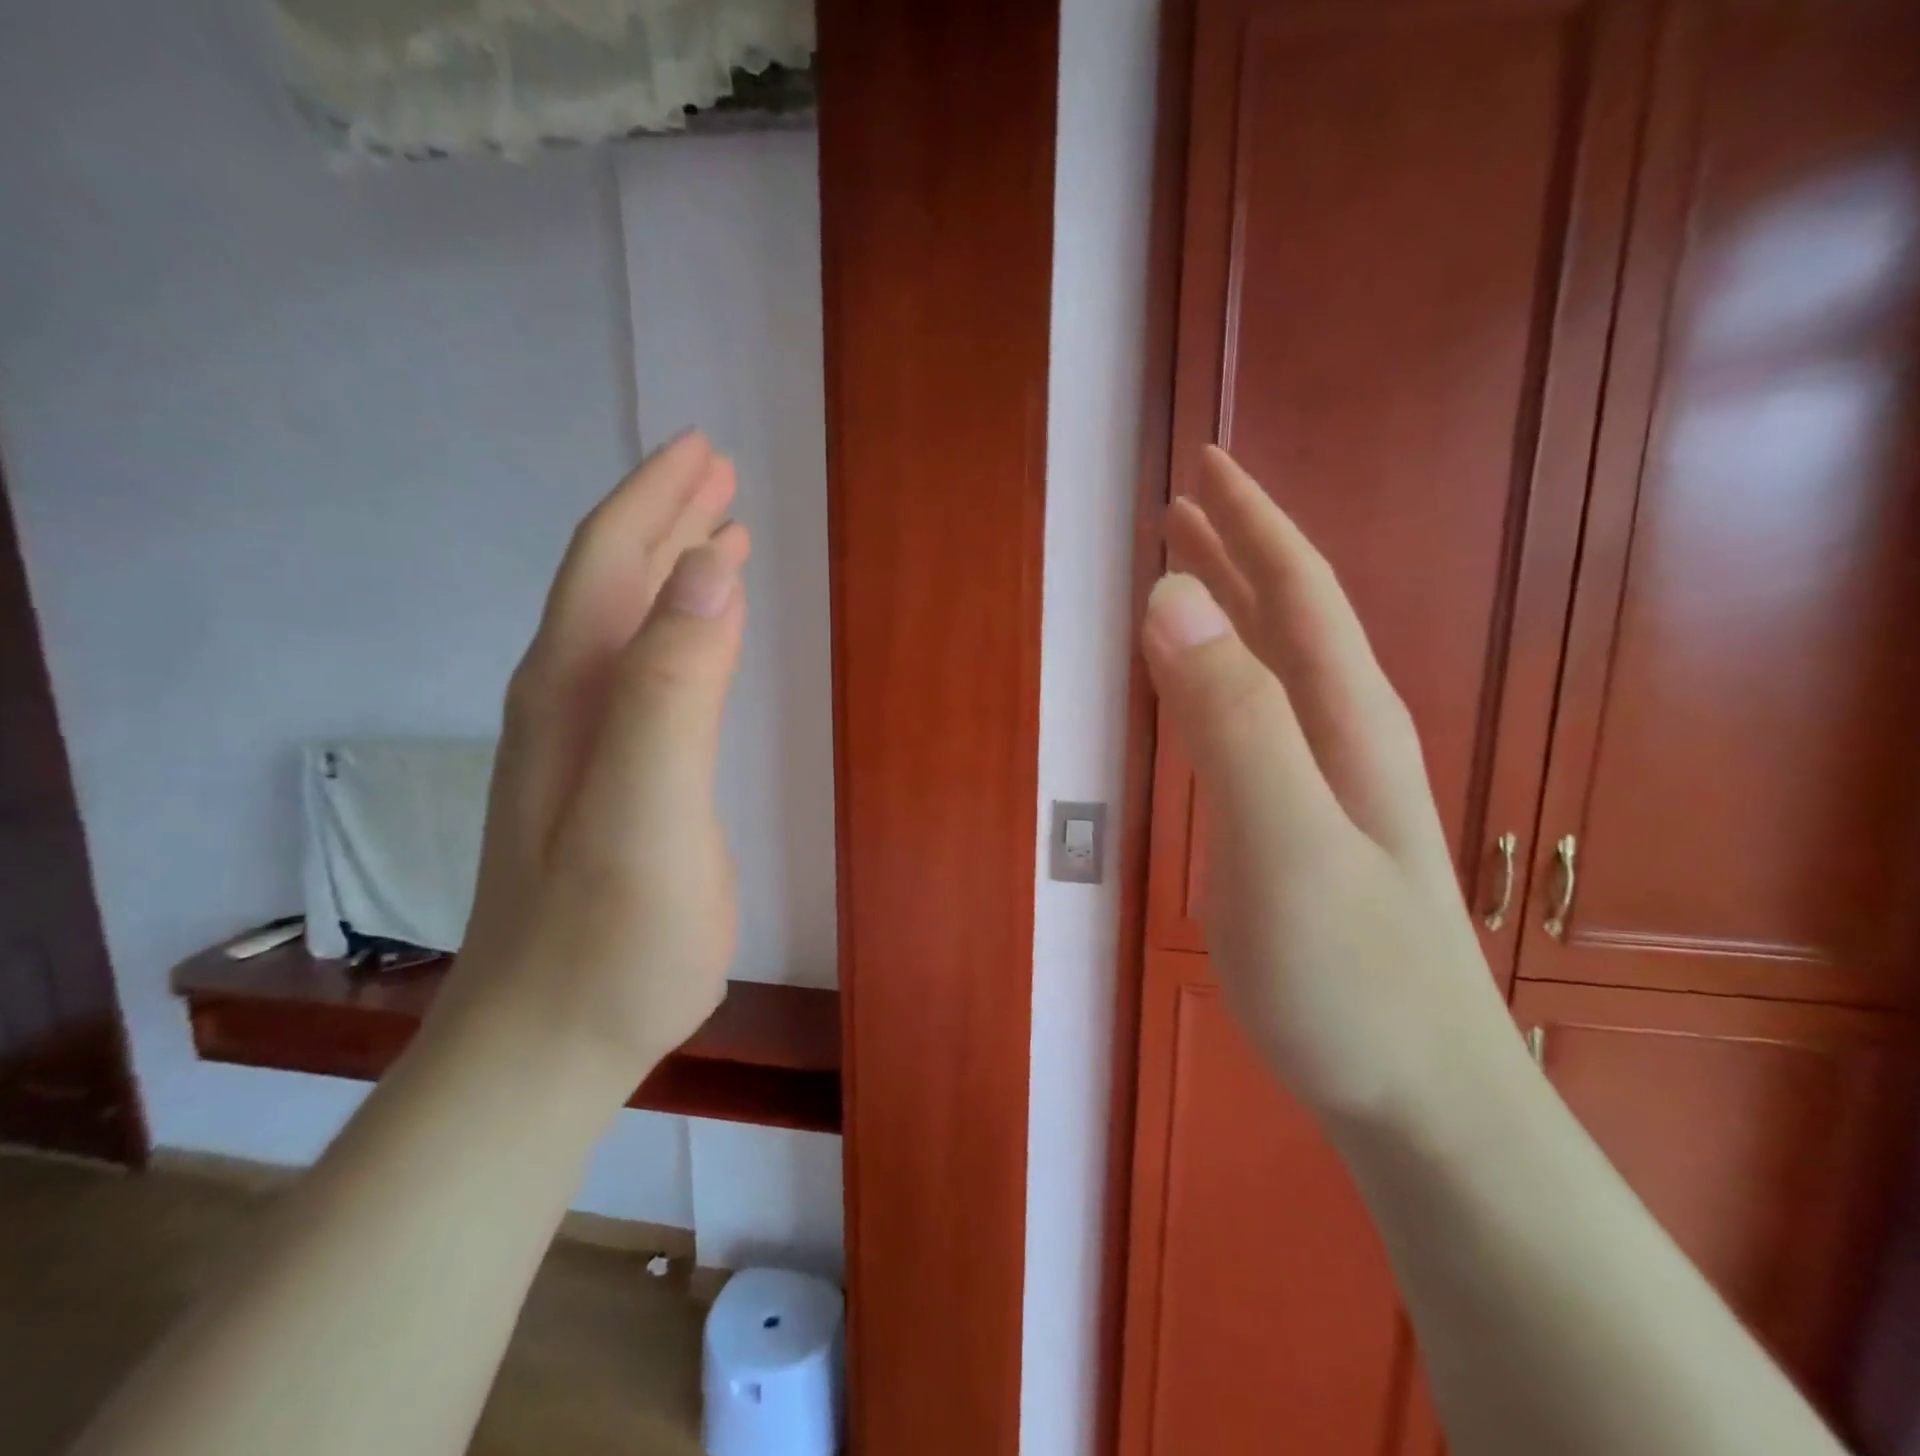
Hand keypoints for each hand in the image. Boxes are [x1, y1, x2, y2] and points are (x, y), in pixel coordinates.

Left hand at [438, 432, 749, 1093]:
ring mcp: (584, 748)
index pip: (610, 563)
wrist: (550, 1044)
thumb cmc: (610, 936)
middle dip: (665, 519)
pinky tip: (701, 639)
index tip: (705, 450)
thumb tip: (711, 568)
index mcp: (573, 691)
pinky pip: (644, 678)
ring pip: (627, 629)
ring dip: (672, 573)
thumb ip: (673, 687)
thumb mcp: (648, 808)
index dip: (656, 500)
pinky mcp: (610, 786)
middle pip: (613, 584)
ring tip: (720, 538)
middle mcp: (566, 704)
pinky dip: (677, 635)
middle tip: (718, 474)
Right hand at [1141, 447, 1521, 1127]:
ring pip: (1268, 671)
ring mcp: (1320, 786)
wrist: (1418, 1096)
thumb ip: (1231, 719)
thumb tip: (1171, 597)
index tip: (1201, 465)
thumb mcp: (1285, 839)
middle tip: (1177, 506)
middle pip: (1286, 618)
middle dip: (1235, 552)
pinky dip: (1215, 683)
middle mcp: (1340, 736)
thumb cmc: (1352, 972)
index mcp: (1346, 718)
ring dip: (1225, 614)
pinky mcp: (1296, 830)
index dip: (1250, 521)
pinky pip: (1250, 726)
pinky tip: (1197, 689)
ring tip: (1179, 578)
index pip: (1297, 589)